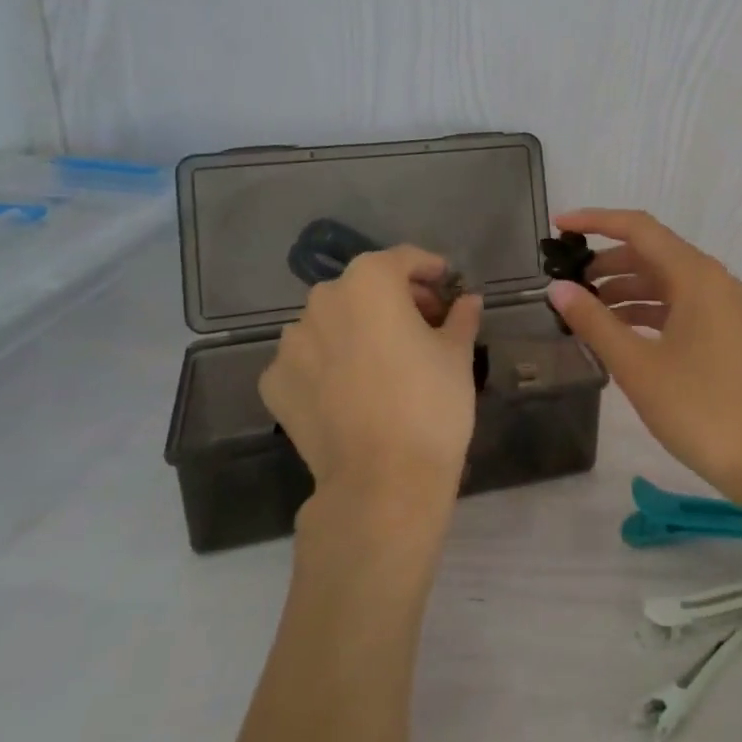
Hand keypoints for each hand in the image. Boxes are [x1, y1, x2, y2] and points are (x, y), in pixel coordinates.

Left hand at [259, 246, 483, 521]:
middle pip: (363, 287)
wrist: (382, 481)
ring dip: (357, 328)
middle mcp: (323, 301)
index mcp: (370, 282)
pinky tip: (351, 389)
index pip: (402, 259)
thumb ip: (460, 317)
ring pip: (331, 322)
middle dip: (394, 298)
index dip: (429, 269)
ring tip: (384, 359)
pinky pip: (308, 360)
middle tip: (423, 323)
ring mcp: (291, 343)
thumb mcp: (457, 354)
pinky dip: (328, 363)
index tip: (447, 285)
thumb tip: (467, 301)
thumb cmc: (430, 403)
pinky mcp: (274, 382)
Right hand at [546, 209, 741, 505]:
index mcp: (695, 275)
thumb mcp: (637, 365)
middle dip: (606, 261)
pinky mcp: (723, 331)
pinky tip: (617, 330)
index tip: (558, 226)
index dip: (595, 221)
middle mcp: (711, 279)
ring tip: (584, 308)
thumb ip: (594, 322)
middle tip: (565, 280)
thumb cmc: (699, 408)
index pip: (638, 228)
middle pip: (651, 252)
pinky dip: (645, 310)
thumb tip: (557, 288)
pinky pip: (677, 304)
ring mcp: (721, 305)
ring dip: (624, 288)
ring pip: (664, 280)